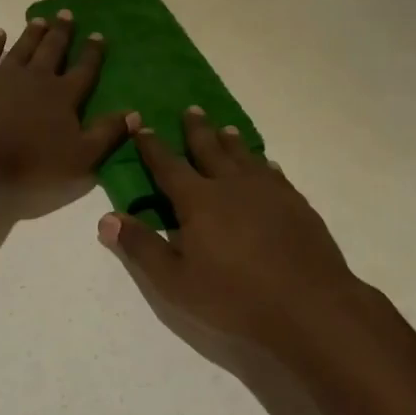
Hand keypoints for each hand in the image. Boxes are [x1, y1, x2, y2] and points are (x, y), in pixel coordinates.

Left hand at [0, 11, 129, 192]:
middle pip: (52, 51)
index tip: (99, 35)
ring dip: (33, 33)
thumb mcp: (80, 157)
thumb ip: (107, 135)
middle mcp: (37, 78)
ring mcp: (4, 74)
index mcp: (63, 96)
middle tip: (67, 14)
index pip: (83, 71)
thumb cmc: (29, 160)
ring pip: (23, 48)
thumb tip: (136, 113)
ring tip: (41, 19)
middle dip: (62, 33)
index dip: (93, 54)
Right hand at [97, 108, 369, 353]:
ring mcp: (268, 191)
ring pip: (244, 156)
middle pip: (210, 149)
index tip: (141, 126)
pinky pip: (274, 173)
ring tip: (224, 128)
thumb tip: (106, 218)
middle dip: (196, 130)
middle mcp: (232, 185)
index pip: (168, 166)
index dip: (152, 147)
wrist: (309, 305)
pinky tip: (266, 164)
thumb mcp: (175, 281)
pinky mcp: (295, 203)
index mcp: (199, 200)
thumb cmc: (234, 296)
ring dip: (230, 141)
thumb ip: (141, 247)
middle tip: (190, 110)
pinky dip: (263, 164)